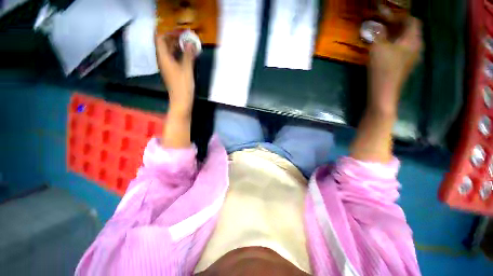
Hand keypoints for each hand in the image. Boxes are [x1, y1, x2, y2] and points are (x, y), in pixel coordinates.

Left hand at [155, 33, 195, 115]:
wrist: (181, 101)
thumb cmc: (183, 85)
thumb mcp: (187, 69)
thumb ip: (188, 55)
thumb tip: (190, 43)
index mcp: (164, 58)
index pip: (160, 39)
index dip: (168, 33)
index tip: (179, 33)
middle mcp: (163, 61)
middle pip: (164, 45)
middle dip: (173, 38)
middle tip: (185, 37)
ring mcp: (167, 67)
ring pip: (168, 52)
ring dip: (176, 47)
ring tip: (187, 45)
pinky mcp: (172, 72)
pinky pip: (172, 59)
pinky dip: (178, 55)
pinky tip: (186, 56)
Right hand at [368, 17, 422, 115]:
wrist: (384, 92)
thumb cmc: (383, 69)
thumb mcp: (378, 48)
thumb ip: (378, 35)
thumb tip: (376, 26)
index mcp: (413, 40)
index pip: (413, 21)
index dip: (401, 17)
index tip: (388, 17)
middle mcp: (416, 47)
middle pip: (411, 31)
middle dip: (398, 26)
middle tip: (384, 26)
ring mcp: (412, 57)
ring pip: (407, 41)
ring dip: (396, 36)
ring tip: (383, 37)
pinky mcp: (405, 65)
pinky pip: (403, 50)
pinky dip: (396, 45)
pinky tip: (385, 49)